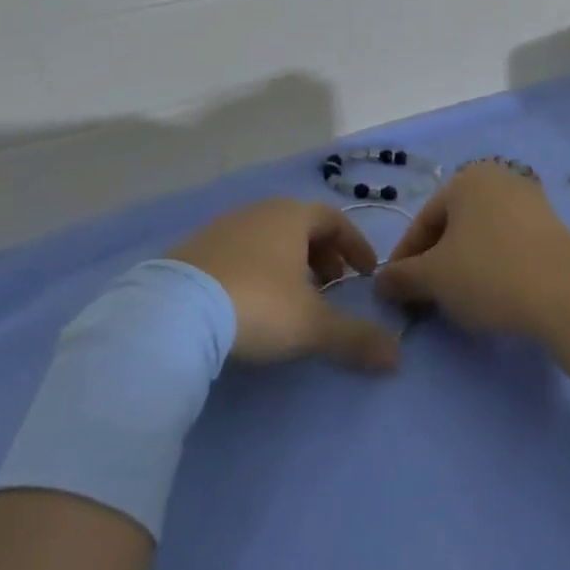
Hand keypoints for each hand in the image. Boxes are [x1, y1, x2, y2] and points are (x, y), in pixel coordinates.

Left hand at [168, 198, 399, 371]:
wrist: (173, 313)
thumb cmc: (257, 305)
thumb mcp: (312, 326)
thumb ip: (356, 338)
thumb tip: (397, 357)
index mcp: (292, 216)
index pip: (335, 219)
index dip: (356, 244)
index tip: (367, 272)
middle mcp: (259, 212)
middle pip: (301, 225)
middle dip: (323, 254)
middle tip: (333, 286)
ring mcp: (223, 227)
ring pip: (269, 237)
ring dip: (290, 261)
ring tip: (294, 296)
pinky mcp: (194, 249)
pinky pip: (239, 251)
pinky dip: (258, 268)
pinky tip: (251, 299)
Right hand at [373, 163, 569, 336]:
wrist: (567, 295)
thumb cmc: (489, 274)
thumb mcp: (433, 278)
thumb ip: (401, 277)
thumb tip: (381, 282)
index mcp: (466, 178)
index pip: (423, 222)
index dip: (405, 261)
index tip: (397, 294)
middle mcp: (499, 178)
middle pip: (452, 226)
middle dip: (435, 263)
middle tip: (426, 299)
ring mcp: (530, 199)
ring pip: (481, 236)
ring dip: (463, 265)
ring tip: (458, 301)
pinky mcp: (553, 226)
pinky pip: (509, 243)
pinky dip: (494, 265)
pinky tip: (493, 294)